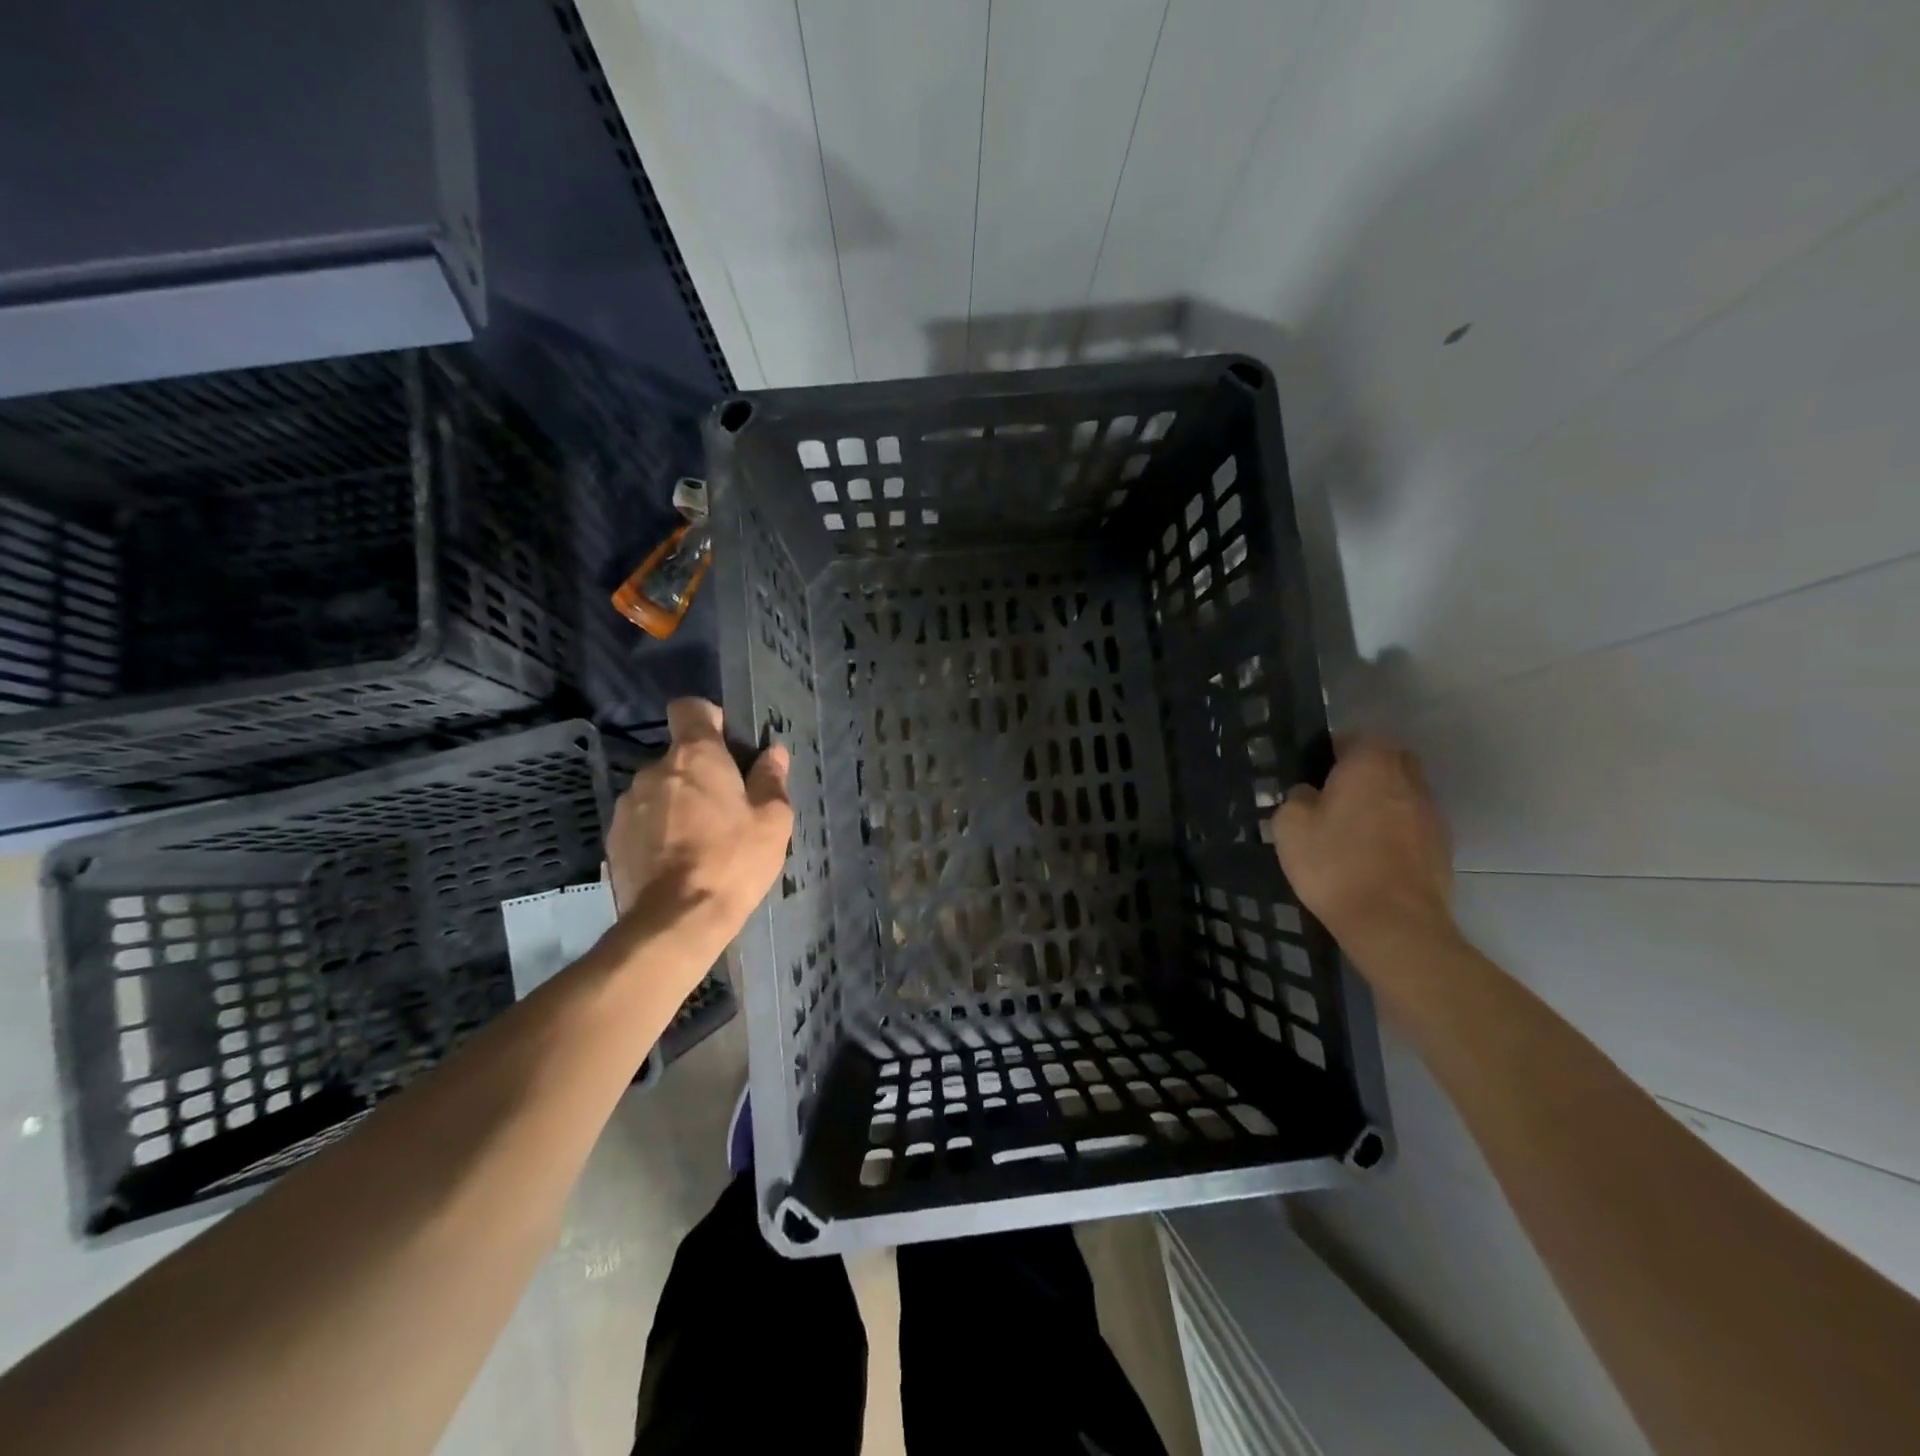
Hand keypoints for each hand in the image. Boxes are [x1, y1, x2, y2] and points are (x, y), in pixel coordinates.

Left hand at [606, 698, 791, 935]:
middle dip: (700, 773)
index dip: (709, 719)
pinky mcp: (614, 837)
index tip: (727, 743)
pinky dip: (659, 830)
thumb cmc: (733, 861)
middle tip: (726, 807)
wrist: (675, 920)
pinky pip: (643, 819)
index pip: (689, 708)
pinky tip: (677, 860)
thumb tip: (773, 753)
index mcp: (695, 757)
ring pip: (660, 789)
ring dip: (678, 802)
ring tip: (700, 839)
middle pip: (678, 755)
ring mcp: (629, 804)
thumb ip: (771, 779)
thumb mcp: (772, 820)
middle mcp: (654, 770)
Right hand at [1271, 735, 1455, 958]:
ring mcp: (1431, 812)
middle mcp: (1408, 778)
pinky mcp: (1443, 846)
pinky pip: (1412, 824)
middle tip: (1332, 798)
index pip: (1354, 737)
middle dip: (1363, 772)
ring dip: (1381, 802)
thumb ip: (1296, 798)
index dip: (1331, 752)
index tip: (1312, 775)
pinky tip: (1372, 857)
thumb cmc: (1335, 864)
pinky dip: (1395, 831)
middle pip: (1386, 760)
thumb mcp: (1289, 826)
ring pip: (1402, 792)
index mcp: (1371, 763)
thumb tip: (1308, 794)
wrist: (1394, 923)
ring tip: (1351, 831)